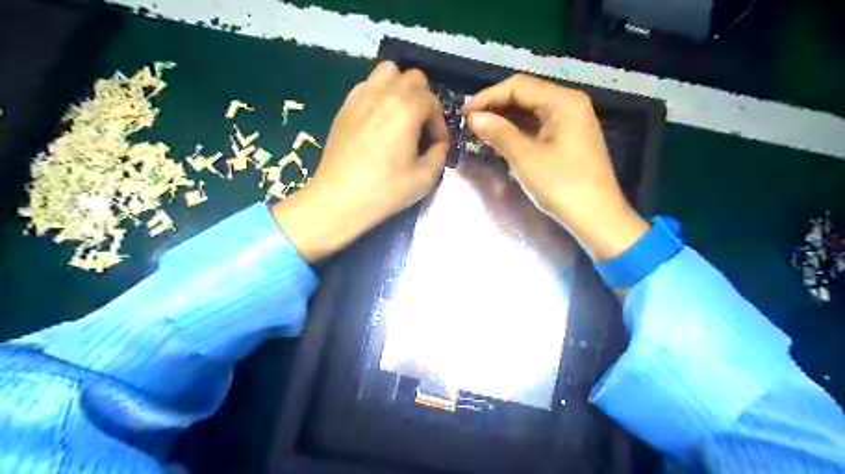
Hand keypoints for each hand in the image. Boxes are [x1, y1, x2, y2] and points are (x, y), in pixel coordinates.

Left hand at [275, 62, 451, 262]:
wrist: (339, 198)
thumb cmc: (385, 189)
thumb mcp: (424, 177)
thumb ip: (439, 154)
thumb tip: (439, 144)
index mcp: (406, 108)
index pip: (432, 102)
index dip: (439, 125)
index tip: (437, 145)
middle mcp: (384, 93)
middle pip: (413, 78)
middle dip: (423, 99)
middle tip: (421, 127)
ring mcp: (360, 96)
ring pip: (387, 72)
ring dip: (400, 88)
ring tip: (400, 115)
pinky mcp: (345, 106)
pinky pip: (367, 86)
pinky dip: (379, 94)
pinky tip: (378, 121)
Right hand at [461, 75, 647, 260]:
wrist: (596, 218)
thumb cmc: (562, 185)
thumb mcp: (526, 158)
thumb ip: (499, 133)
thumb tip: (473, 117)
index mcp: (564, 101)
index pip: (519, 86)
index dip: (489, 96)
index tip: (465, 113)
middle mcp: (569, 105)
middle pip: (526, 96)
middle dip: (496, 107)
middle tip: (469, 122)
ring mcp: (570, 123)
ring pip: (530, 112)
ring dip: (505, 120)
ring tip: (480, 131)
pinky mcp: (568, 140)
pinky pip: (537, 127)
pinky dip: (517, 132)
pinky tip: (500, 140)